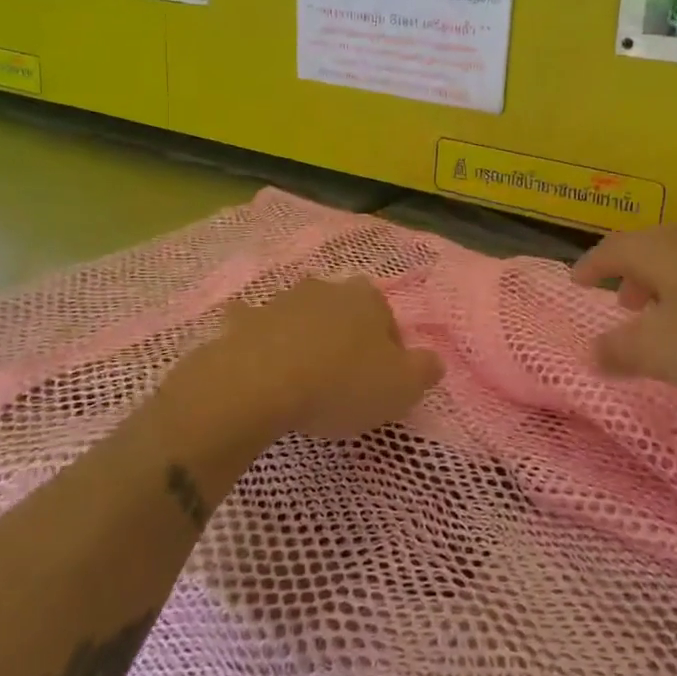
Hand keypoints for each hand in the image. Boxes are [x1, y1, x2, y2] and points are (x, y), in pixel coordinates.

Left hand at [181, 278, 443, 442]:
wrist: (258, 384)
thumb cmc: (340, 383)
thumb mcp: (402, 387)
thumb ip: (425, 370)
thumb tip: (432, 361)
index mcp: (368, 298)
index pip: (389, 321)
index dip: (390, 353)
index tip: (382, 384)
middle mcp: (326, 288)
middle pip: (345, 314)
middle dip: (348, 340)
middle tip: (345, 383)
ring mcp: (281, 301)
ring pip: (303, 319)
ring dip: (307, 341)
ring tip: (305, 383)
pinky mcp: (244, 322)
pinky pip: (257, 329)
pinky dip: (260, 342)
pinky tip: (260, 368)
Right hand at [570, 225, 676, 395]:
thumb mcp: (663, 350)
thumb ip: (620, 351)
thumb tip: (590, 352)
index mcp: (661, 249)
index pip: (612, 249)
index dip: (590, 266)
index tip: (576, 280)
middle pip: (651, 250)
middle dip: (631, 277)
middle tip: (624, 306)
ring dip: (667, 287)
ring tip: (668, 318)